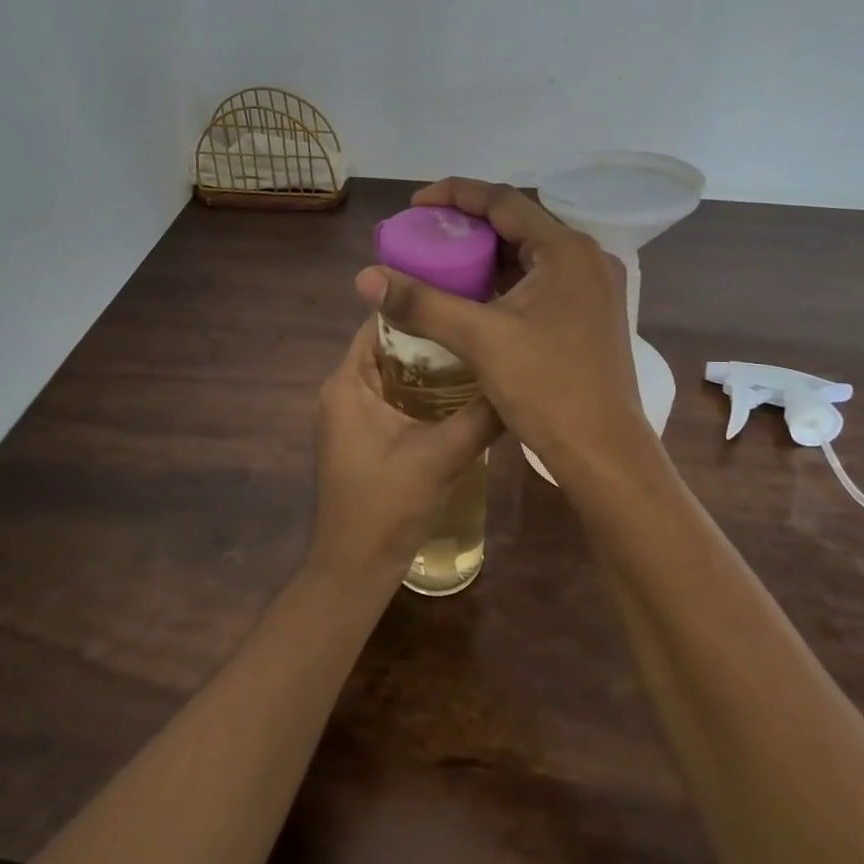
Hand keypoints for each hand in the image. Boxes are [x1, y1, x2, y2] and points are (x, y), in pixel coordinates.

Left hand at [310, 314, 501, 584]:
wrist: (355, 568)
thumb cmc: (386, 506)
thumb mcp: (441, 456)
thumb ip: (481, 416)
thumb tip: (519, 380)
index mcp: (347, 383)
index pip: (379, 323)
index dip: (418, 307)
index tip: (464, 296)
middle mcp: (343, 391)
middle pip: (389, 346)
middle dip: (432, 336)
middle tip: (481, 324)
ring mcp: (351, 415)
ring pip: (394, 373)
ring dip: (431, 365)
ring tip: (480, 351)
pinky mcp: (364, 436)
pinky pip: (394, 397)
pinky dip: (424, 391)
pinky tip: (464, 393)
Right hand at [353, 178, 650, 482]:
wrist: (604, 453)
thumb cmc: (547, 389)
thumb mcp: (480, 340)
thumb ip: (422, 303)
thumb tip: (365, 276)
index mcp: (567, 251)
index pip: (504, 201)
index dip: (455, 194)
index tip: (415, 204)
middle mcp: (587, 259)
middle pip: (519, 225)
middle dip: (469, 226)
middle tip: (425, 235)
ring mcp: (594, 288)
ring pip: (530, 255)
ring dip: (488, 255)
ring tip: (443, 262)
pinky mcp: (590, 315)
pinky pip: (541, 281)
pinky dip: (506, 281)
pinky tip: (476, 296)